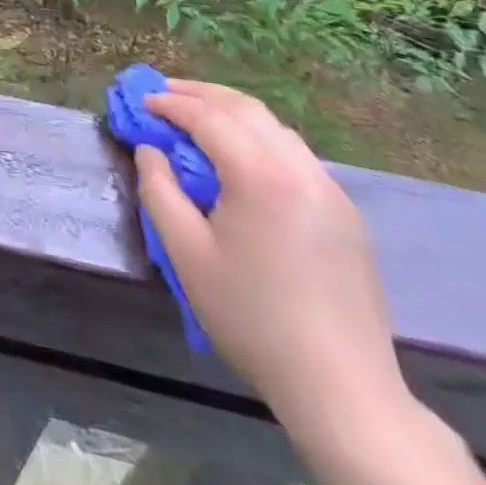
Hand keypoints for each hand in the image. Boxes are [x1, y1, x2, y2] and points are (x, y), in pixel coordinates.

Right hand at [134, 80, 408, 437]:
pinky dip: (259, 138)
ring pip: (275, 127)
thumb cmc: (252, 318)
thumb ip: (159, 189)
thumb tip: (150, 150)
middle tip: (163, 93)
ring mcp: (330, 191)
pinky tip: (241, 157)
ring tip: (197, 118)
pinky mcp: (345, 214)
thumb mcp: (185, 253)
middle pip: (245, 108)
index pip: (207, 117)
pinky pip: (295, 154)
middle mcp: (300, 170)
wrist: (344, 392)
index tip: (140, 102)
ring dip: (231, 112)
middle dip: (199, 94)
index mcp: (261, 176)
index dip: (169, 104)